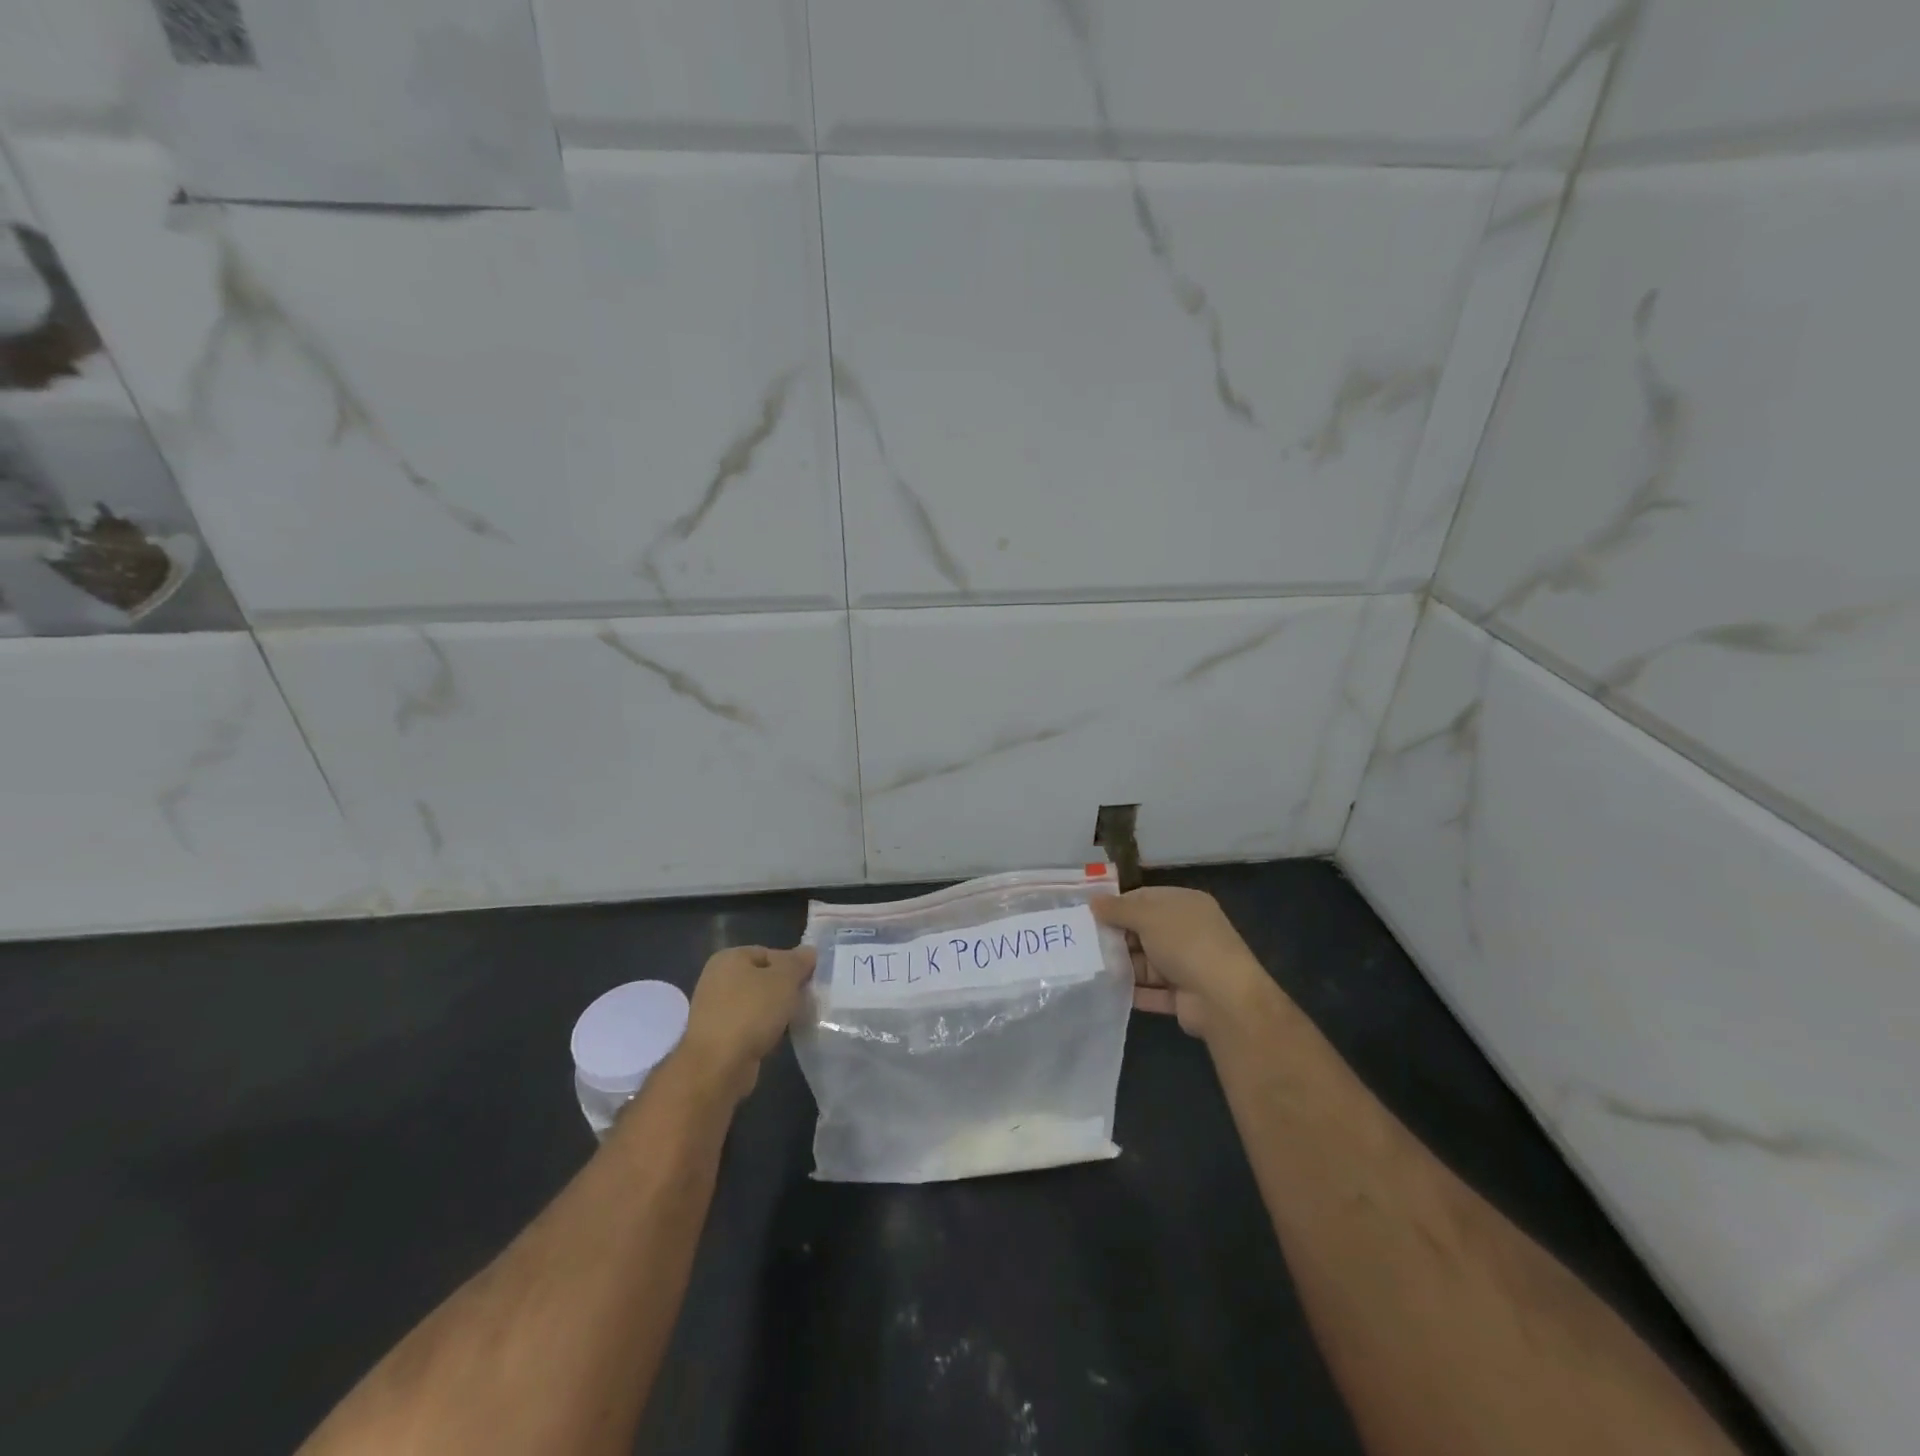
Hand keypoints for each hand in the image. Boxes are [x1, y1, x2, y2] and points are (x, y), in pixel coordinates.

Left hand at [678, 944, 816, 1100]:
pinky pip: (747, 1025)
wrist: (718, 1066)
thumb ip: (798, 962)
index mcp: (729, 958)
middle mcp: (717, 979)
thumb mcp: (784, 979)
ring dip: (775, 1012)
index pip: (769, 953)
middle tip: (804, 1001)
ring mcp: (714, 1009)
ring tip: (793, 1021)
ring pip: (756, 1004)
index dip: (792, 966)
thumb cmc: (751, 1012)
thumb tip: (809, 951)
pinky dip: (762, 1030)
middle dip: (784, 990)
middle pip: (762, 978)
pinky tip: (775, 1039)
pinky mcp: (716, 1036)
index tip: (808, 982)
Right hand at [1092, 888, 1284, 1040]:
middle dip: (1117, 937)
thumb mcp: (1148, 917)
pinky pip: (1152, 991)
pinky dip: (1133, 992)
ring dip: (1122, 966)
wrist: (1223, 998)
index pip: (1145, 898)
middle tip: (1084, 943)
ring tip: (1089, 969)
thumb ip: (1118, 909)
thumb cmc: (1185, 943)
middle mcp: (1187, 932)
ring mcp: (1187, 966)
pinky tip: (1106, 991)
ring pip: (1146, 963)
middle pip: (1144, 931)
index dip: (1118, 905)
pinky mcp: (1183, 996)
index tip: (1090, 915)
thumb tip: (1093, 901)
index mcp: (1185, 905)